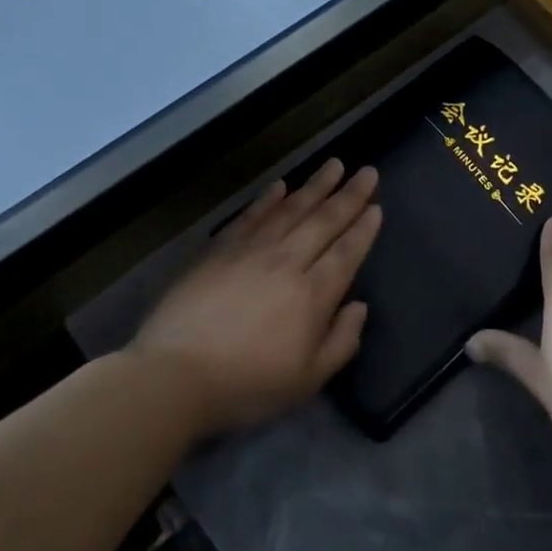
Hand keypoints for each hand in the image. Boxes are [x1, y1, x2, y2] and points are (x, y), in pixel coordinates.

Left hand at [132, 159, 382, 437]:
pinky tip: (280, 186)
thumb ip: (341, 341)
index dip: (364, 229)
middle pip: (323, 221)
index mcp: (313, 294)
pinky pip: (250, 217)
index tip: (376, 206)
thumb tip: (359, 306)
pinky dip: (267, 200)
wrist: (174, 375)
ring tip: (333, 165)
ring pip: (290, 210)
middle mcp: (286, 262)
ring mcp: (250, 252)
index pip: (346, 252)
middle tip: (367, 172)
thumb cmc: (247, 385)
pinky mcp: (218, 251)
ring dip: (314, 186)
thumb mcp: (308, 380)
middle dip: (349, 196)